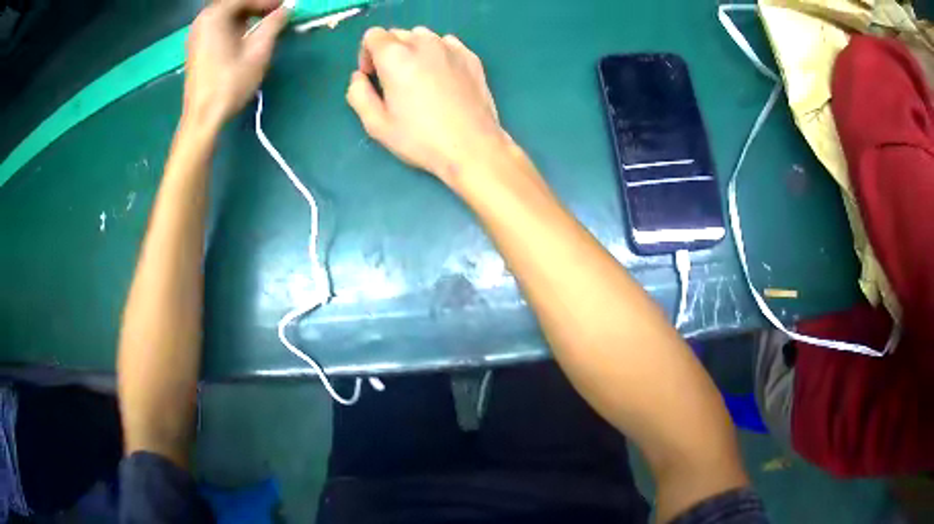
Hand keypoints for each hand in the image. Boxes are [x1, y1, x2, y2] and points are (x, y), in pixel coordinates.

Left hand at [184, 0, 287, 127]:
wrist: (203, 117)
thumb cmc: (230, 83)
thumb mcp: (258, 50)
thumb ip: (274, 23)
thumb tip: (287, 8)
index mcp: (215, 16)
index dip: (268, 1)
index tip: (285, 6)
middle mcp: (202, 20)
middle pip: (234, 3)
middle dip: (256, 5)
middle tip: (276, 13)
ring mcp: (196, 34)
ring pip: (226, 14)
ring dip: (246, 14)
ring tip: (264, 23)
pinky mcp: (196, 47)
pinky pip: (217, 25)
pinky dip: (233, 24)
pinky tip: (245, 34)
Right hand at [346, 27, 509, 187]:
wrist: (473, 147)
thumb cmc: (421, 138)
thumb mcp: (376, 124)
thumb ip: (357, 94)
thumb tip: (359, 77)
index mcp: (395, 57)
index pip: (372, 35)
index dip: (366, 54)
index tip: (373, 77)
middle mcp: (423, 43)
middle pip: (397, 34)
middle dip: (388, 53)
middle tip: (394, 82)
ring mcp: (450, 47)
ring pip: (422, 36)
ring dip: (413, 51)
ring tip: (419, 79)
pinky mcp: (471, 56)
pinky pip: (446, 44)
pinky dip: (438, 53)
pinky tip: (442, 78)